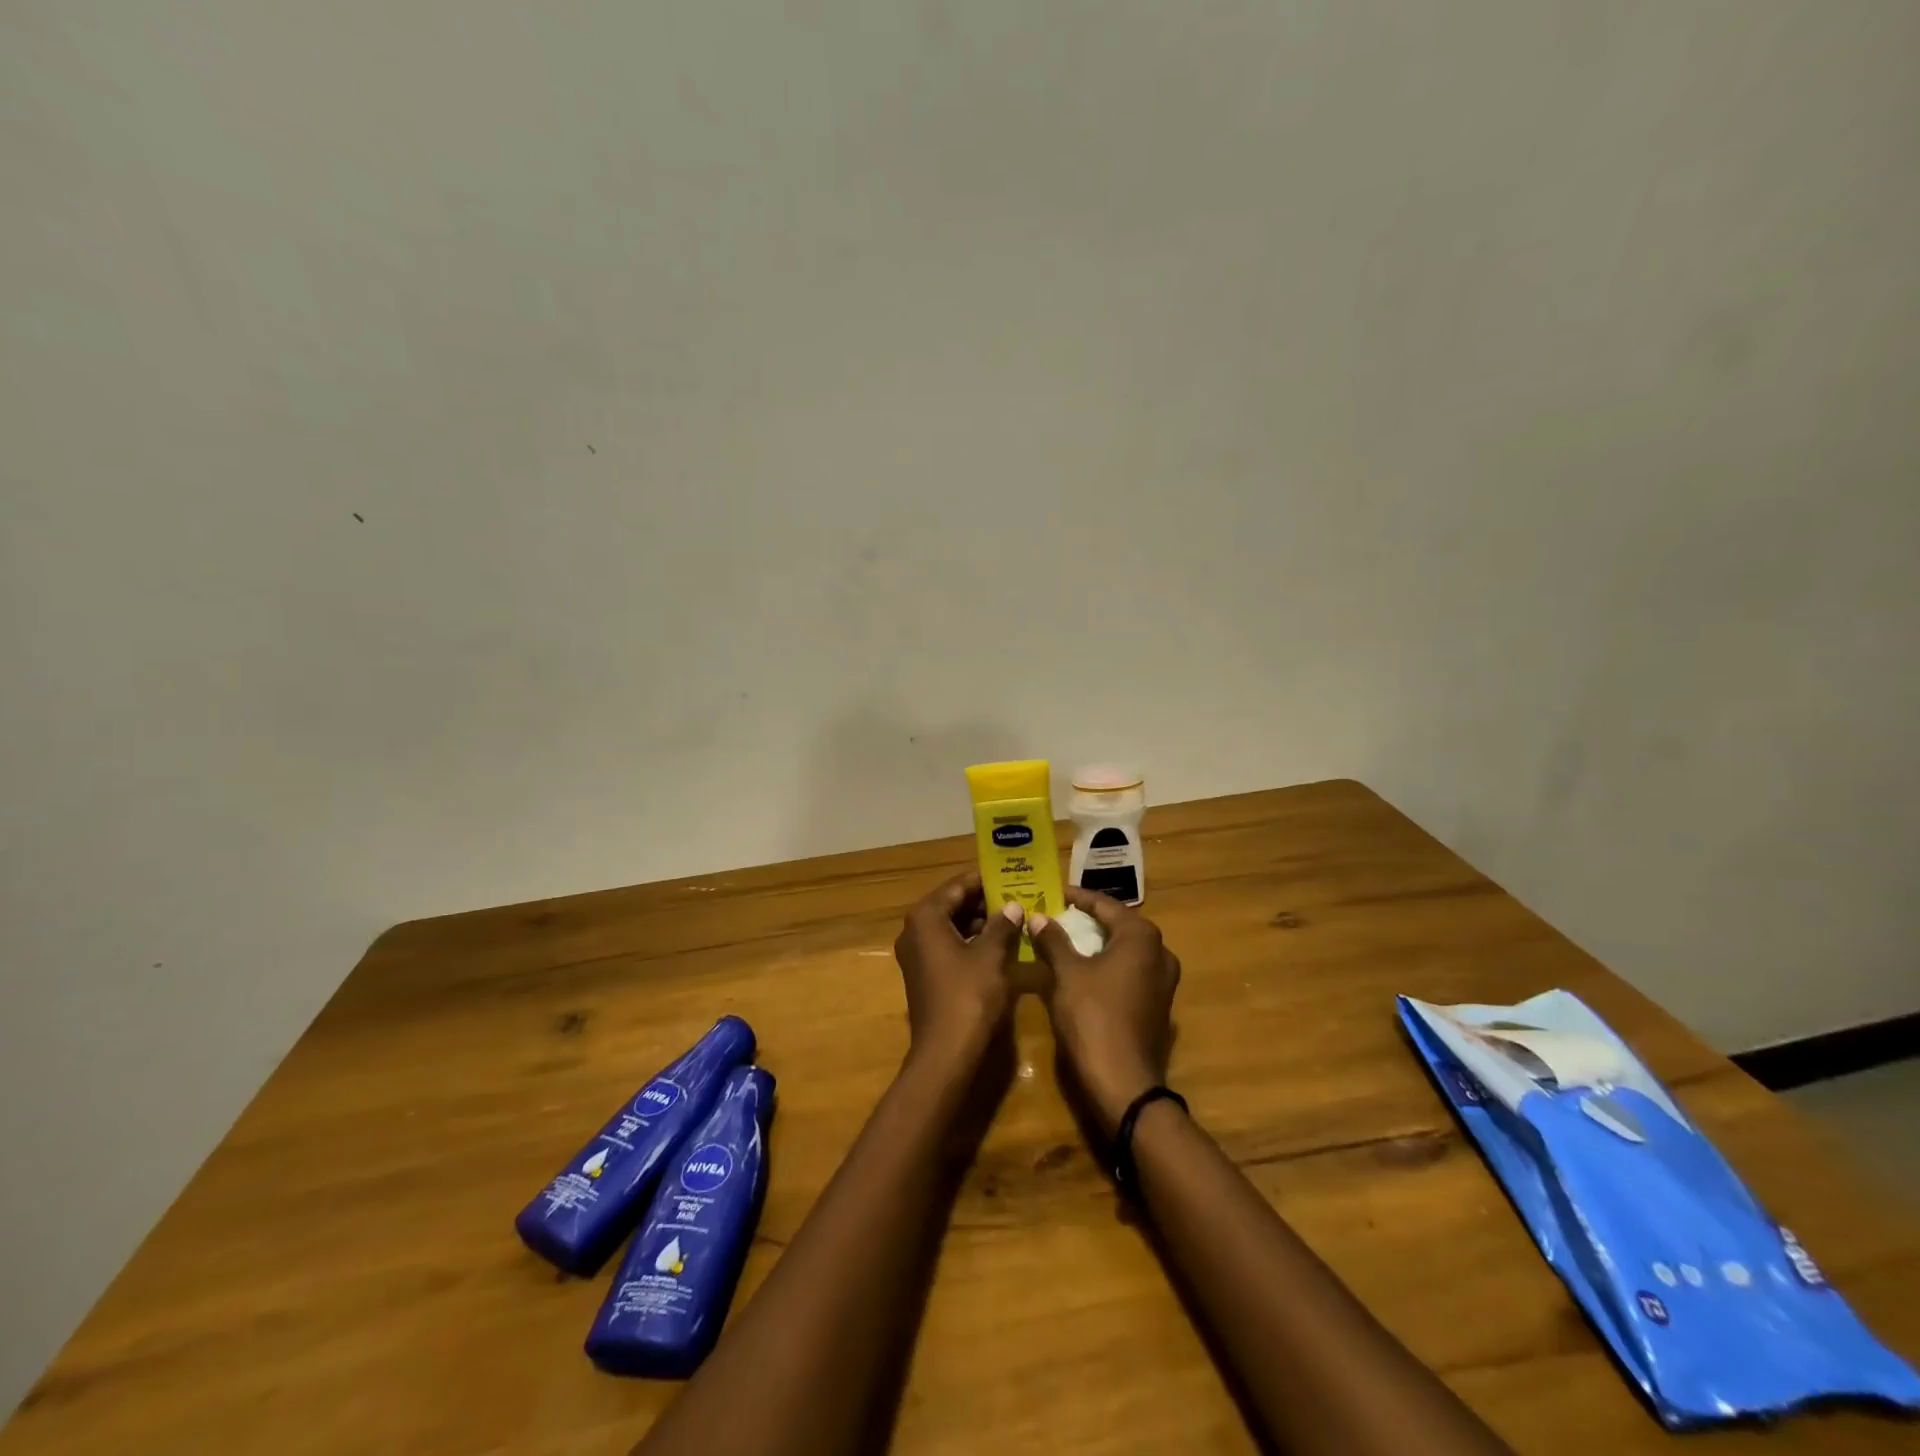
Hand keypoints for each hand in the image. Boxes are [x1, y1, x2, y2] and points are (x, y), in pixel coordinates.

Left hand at [893, 871, 1023, 1070]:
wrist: (945, 1051)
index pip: (956, 886)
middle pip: (951, 905)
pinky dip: (970, 942)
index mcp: (926, 917)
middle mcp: (914, 931)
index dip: (984, 881)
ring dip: (978, 923)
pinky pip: (947, 946)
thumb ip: (1002, 925)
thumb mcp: (991, 956)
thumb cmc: (968, 995)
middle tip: (1016, 897)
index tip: (1009, 877)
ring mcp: (916, 954)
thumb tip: (1013, 906)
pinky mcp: (923, 974)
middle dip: (983, 902)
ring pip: (950, 927)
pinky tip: (997, 945)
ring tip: (1012, 919)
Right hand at [1028, 889, 1181, 1135]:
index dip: (1079, 898)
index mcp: (1141, 937)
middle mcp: (1160, 952)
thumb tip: (1038, 916)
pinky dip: (1109, 965)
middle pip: (1121, 925)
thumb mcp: (1066, 974)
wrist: (1123, 1082)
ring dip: (1100, 943)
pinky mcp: (1159, 1005)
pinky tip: (1087, 970)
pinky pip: (1132, 972)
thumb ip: (1053, 940)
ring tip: (1070, 939)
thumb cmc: (1093, 1017)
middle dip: (1091, 919)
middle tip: (1060, 914)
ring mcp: (1164, 981)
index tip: (1056, 893)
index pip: (1106, 905)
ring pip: (1127, 950)